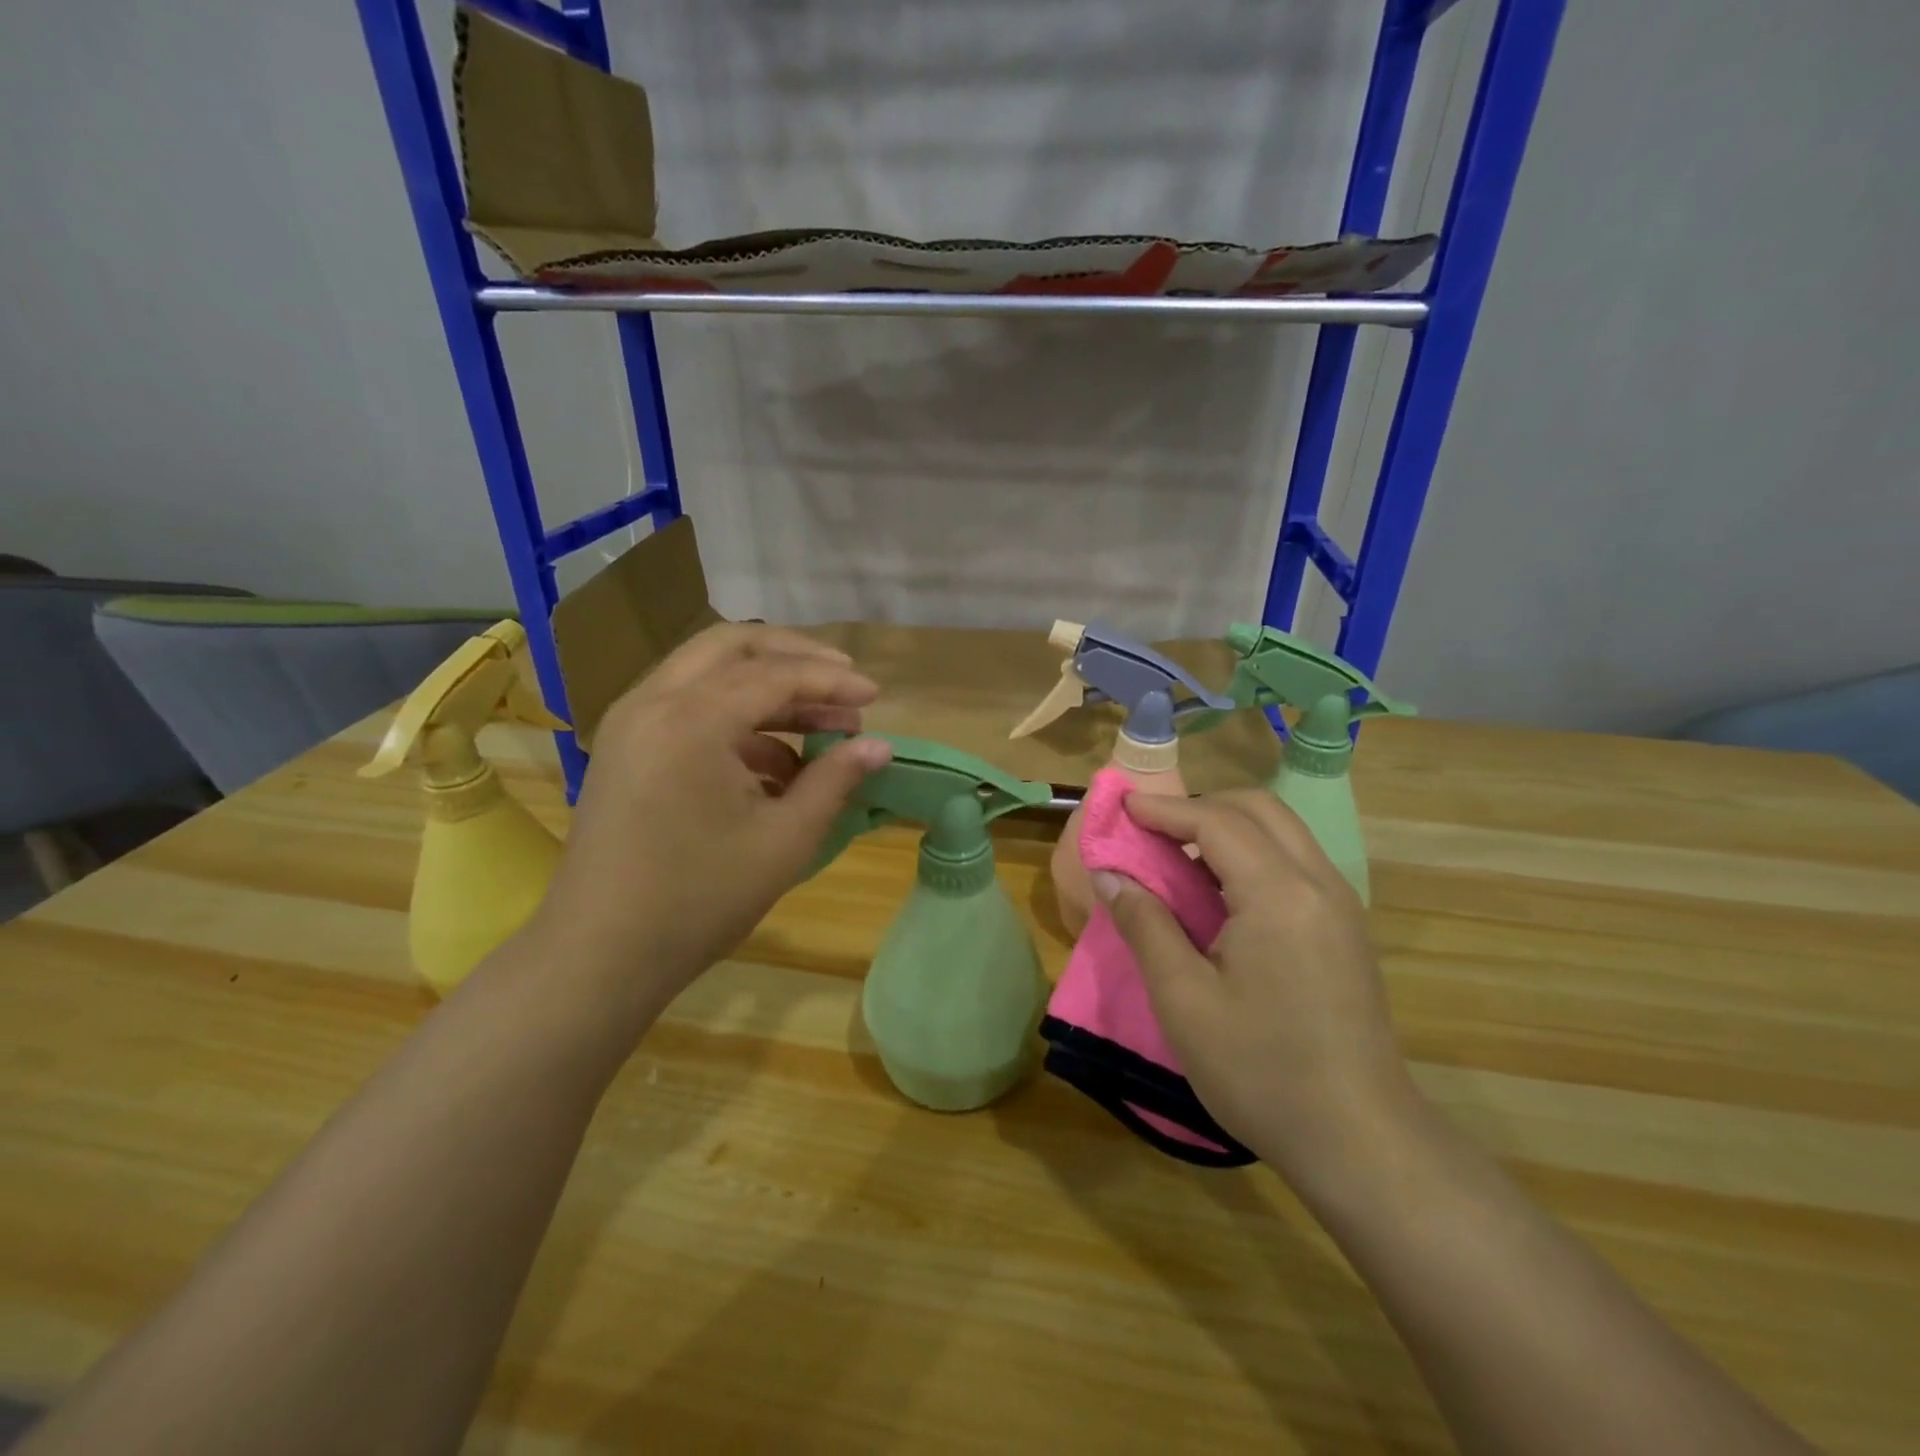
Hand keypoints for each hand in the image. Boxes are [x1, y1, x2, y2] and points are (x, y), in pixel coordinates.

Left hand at [533, 624, 892, 1019]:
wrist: (600, 953)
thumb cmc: (700, 899)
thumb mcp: (784, 839)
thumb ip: (834, 780)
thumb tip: (880, 746)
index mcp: (691, 719)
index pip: (775, 674)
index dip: (832, 681)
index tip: (876, 696)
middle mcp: (653, 701)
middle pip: (732, 646)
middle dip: (794, 656)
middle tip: (842, 681)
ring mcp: (631, 721)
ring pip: (706, 671)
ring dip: (765, 685)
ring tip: (820, 723)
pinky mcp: (625, 746)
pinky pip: (687, 705)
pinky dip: (734, 716)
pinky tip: (775, 761)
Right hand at [1093, 790, 1421, 1189]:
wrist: (1360, 1140)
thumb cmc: (1261, 1071)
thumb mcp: (1183, 1000)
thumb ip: (1145, 925)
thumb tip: (1109, 875)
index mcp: (1279, 894)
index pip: (1216, 822)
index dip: (1164, 809)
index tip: (1122, 808)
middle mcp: (1318, 883)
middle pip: (1258, 809)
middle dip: (1200, 807)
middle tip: (1151, 831)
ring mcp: (1340, 905)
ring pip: (1282, 832)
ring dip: (1227, 828)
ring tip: (1178, 857)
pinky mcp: (1346, 928)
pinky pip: (1295, 862)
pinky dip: (1251, 854)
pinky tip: (1220, 894)